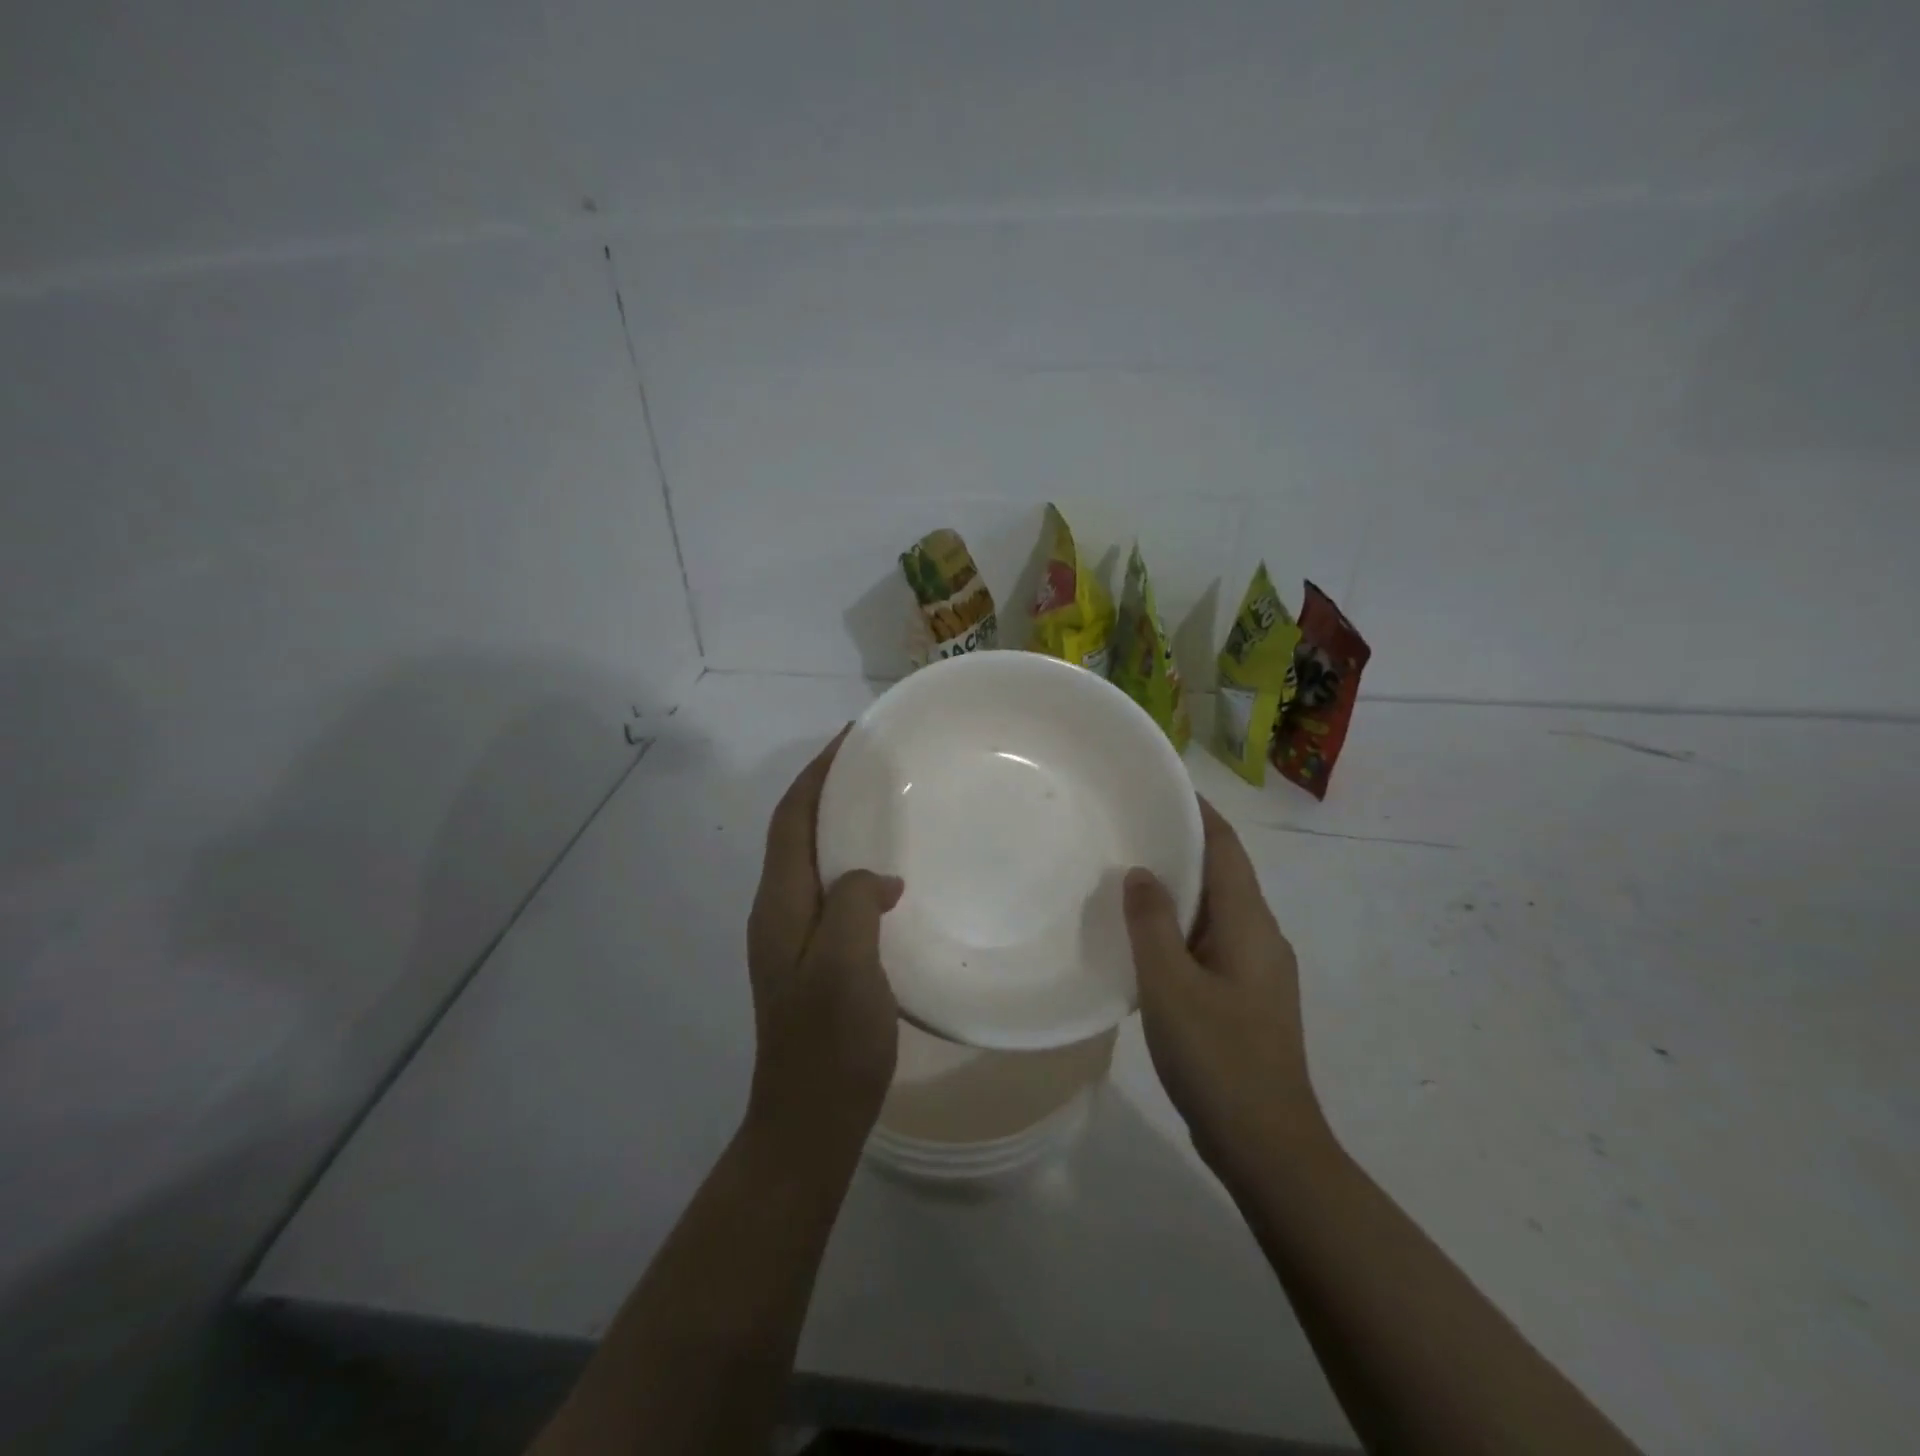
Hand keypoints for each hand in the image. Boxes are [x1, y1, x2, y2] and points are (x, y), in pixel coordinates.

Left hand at [745, 728, 904, 1152]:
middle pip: (797, 832)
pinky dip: (852, 864)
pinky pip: (830, 890)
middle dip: (827, 789)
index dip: (817, 774)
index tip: (851, 738)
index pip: (792, 819)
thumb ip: (852, 905)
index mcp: (779, 905)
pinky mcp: (814, 958)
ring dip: (839, 823)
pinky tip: (888, 874)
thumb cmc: (828, 1043)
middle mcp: (778, 912)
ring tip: (883, 803)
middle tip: (874, 763)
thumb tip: (874, 878)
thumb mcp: (845, 966)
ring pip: (813, 860)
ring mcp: (793, 937)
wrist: (810, 1120)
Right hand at [1124, 798, 1325, 1180]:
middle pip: (1223, 873)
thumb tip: (1142, 872)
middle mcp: (1261, 936)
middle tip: (1131, 825)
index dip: (1198, 812)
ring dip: (1180, 887)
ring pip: (1216, 909)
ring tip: (1130, 872)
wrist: (1268, 1146)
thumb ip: (1152, 923)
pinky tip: (1146, 937)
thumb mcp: (1170, 986)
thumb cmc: (1218, 1057)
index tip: (1162, 785)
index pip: (1226, 848)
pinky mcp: (1246, 997)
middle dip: (1183, 844)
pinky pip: (1211, 941)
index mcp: (1250, 924)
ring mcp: (1258, 969)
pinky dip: (1181, 925)